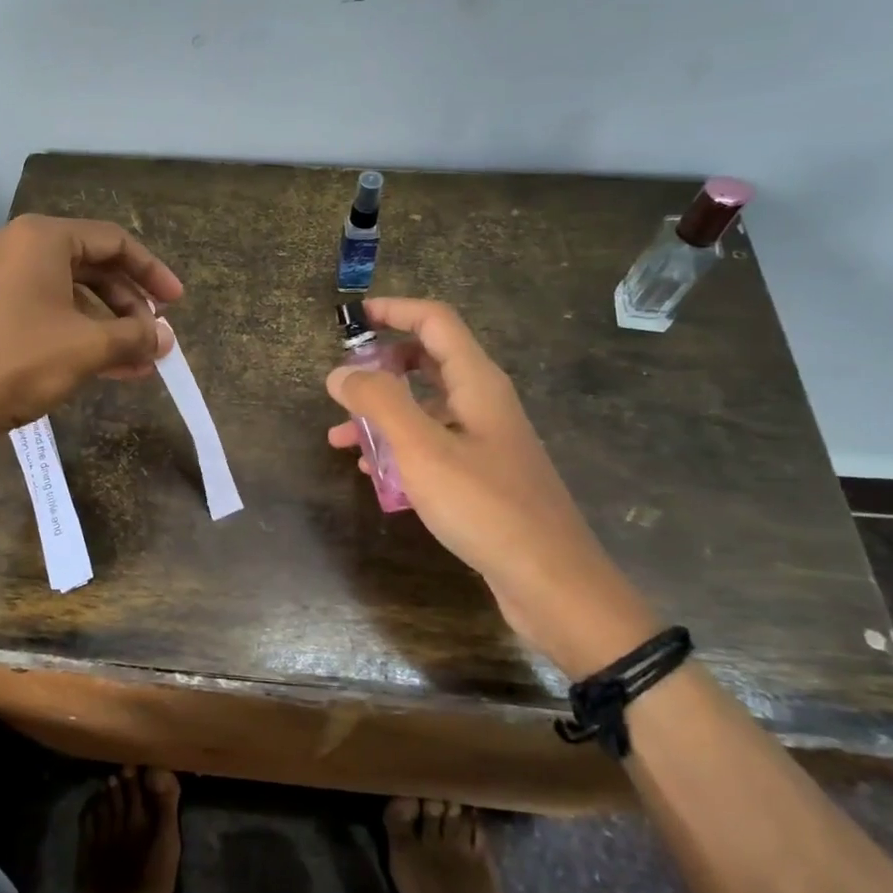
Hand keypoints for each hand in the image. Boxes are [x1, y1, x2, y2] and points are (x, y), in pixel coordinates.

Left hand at [0, 214, 182, 448]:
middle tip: (154, 337)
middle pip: (90, 267)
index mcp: (41, 238)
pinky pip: (43, 314)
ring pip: (67, 296)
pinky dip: (76, 335)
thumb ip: (134, 336)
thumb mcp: (87, 347)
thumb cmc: (18, 360)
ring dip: (106, 327)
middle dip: (128, 305)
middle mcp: (15, 249)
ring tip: (137, 363)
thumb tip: (164, 339)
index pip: (113, 242)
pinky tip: (104, 369)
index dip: (152, 272)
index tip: (176, 304)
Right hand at [326, 297, 657, 668]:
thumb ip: (379, 403)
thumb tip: (340, 372)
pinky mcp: (483, 475)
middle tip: (345, 385)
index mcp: (477, 382)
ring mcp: (486, 440)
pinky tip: (374, 474)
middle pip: (430, 361)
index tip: (354, 316)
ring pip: (427, 408)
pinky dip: (400, 447)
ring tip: (341, 439)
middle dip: (382, 366)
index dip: (395, 310)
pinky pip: (433, 444)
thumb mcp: (422, 449)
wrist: (552, 582)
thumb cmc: (486, 507)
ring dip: (384, 413)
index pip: (435, 321)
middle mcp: (484, 402)